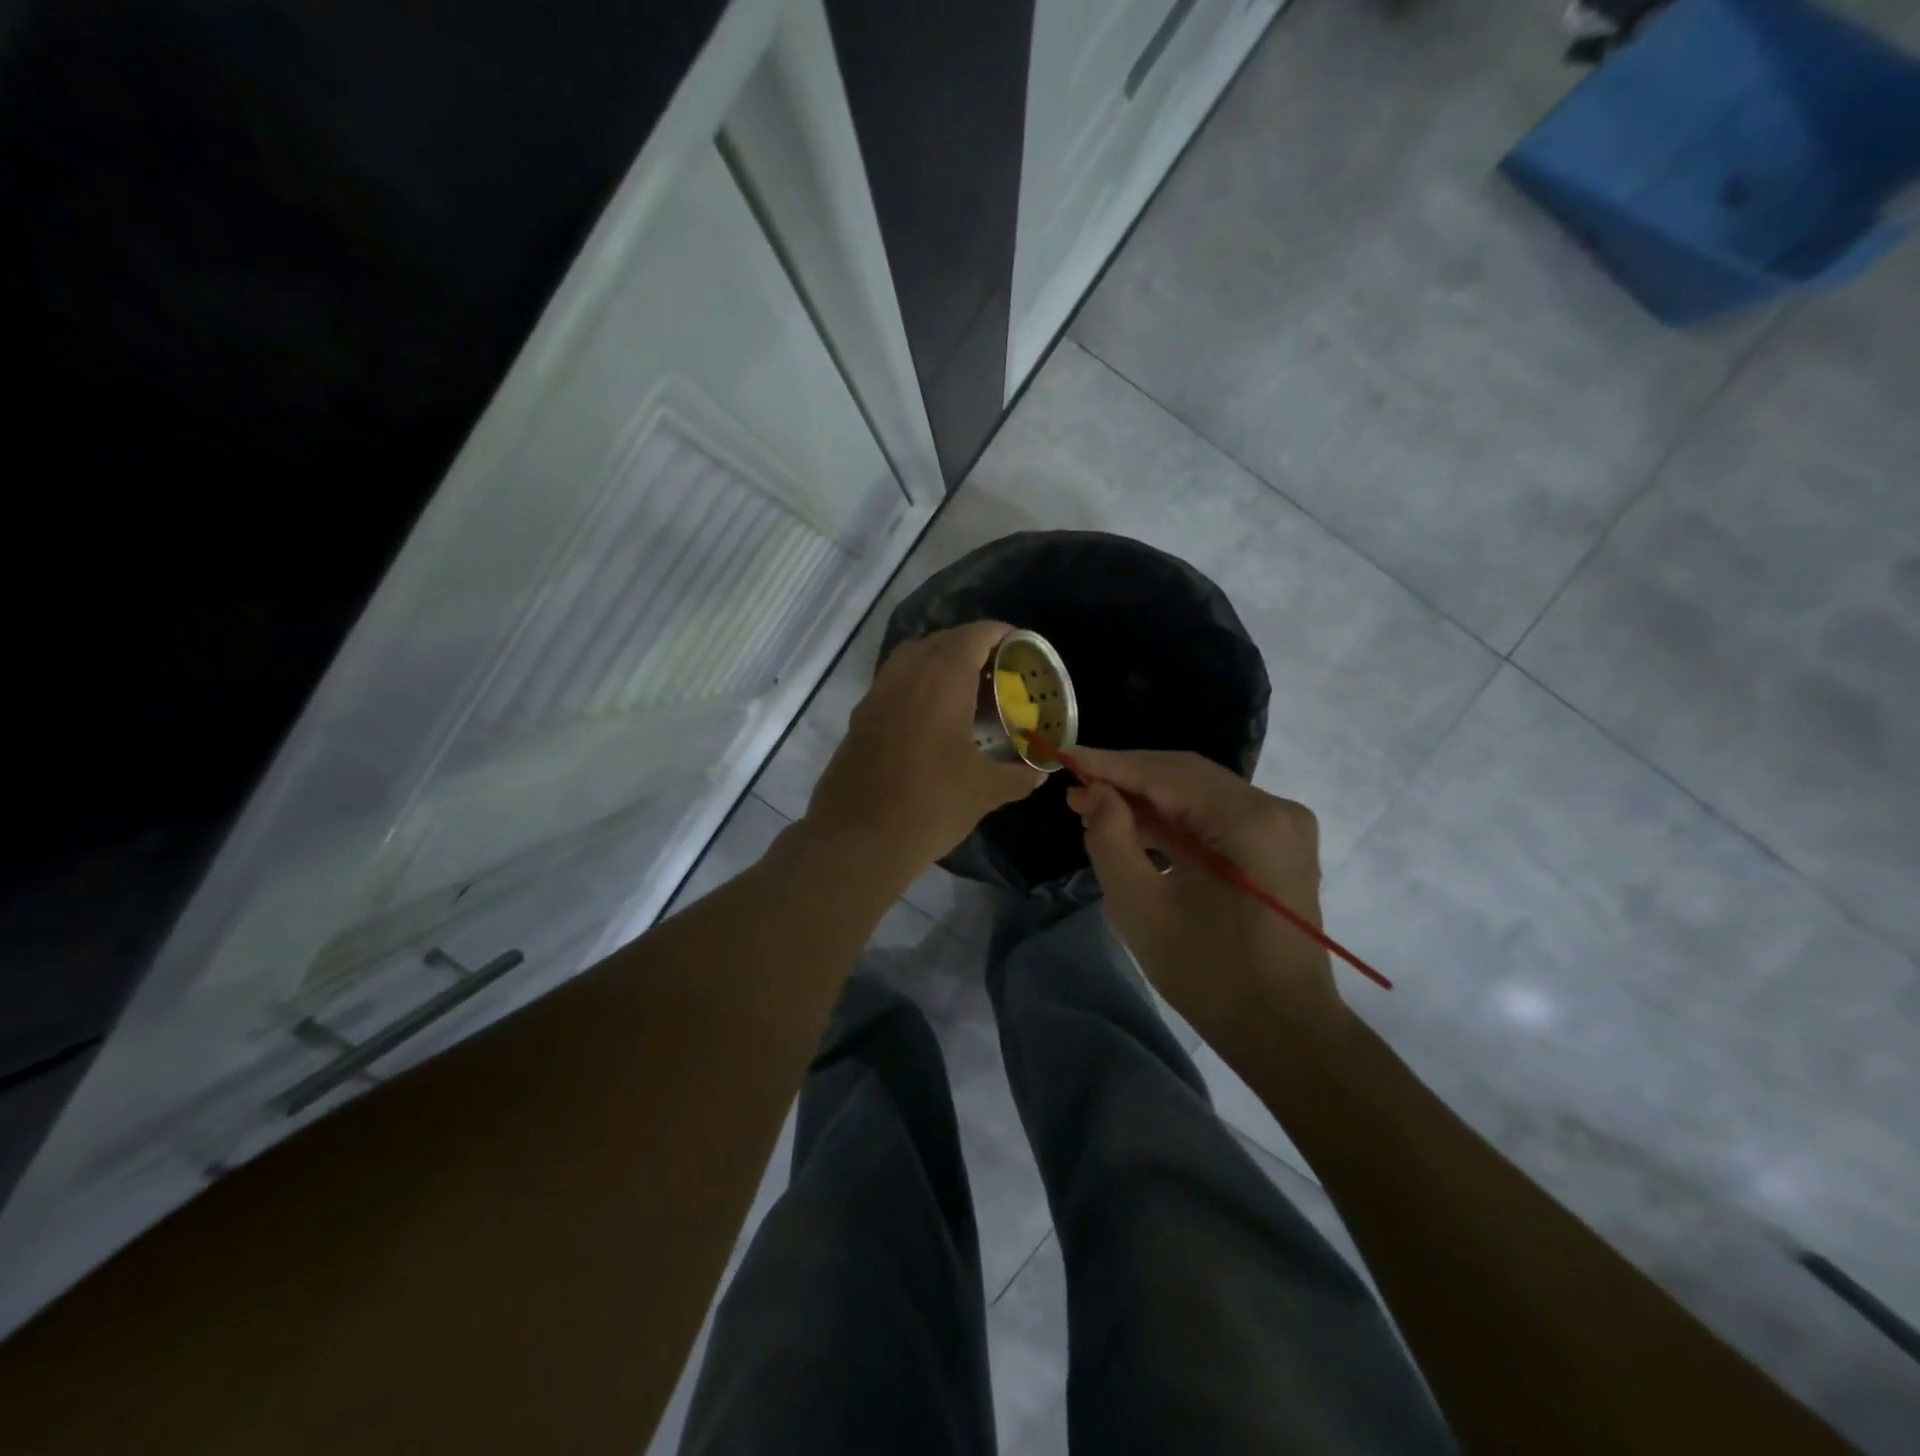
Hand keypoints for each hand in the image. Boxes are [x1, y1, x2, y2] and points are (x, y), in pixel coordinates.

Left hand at [804, 621, 1042, 882]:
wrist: (857, 840)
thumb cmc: (929, 806)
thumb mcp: (985, 792)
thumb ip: (1019, 775)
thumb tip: (1040, 771)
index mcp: (941, 681)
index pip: (973, 636)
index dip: (999, 634)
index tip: (1020, 646)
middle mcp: (905, 676)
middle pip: (941, 641)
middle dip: (972, 647)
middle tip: (998, 671)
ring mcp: (876, 696)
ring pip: (911, 659)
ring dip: (940, 663)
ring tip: (967, 691)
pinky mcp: (859, 719)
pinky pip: (893, 684)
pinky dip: (916, 685)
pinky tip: (932, 720)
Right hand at [1066, 748, 1343, 1049]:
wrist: (1284, 1031)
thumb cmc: (1210, 975)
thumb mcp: (1142, 907)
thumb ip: (1110, 838)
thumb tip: (1094, 792)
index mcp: (1250, 821)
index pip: (1167, 775)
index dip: (1111, 765)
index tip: (1064, 757)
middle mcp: (1274, 809)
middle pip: (1186, 775)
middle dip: (1128, 778)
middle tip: (1075, 787)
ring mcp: (1281, 826)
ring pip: (1200, 793)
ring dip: (1148, 799)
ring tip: (1094, 805)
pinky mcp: (1277, 845)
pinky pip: (1215, 816)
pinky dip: (1174, 820)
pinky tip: (1134, 825)